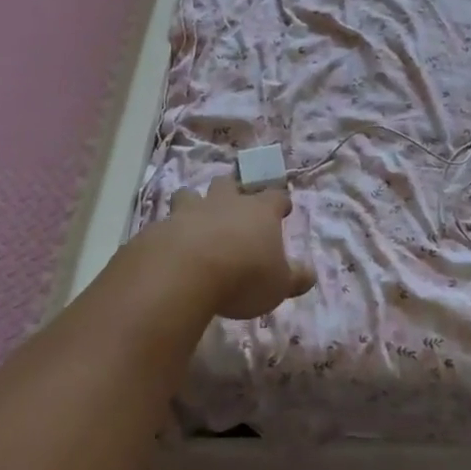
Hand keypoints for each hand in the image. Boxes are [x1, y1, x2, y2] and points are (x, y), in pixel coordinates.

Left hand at [151, 175, 313, 320]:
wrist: (183, 273)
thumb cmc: (243, 276)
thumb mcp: (278, 285)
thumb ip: (295, 278)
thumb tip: (310, 274)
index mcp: (259, 211)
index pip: (276, 196)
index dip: (280, 202)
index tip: (282, 209)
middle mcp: (226, 203)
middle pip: (230, 184)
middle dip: (233, 190)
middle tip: (234, 204)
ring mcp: (190, 211)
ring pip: (191, 194)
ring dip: (194, 202)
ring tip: (195, 218)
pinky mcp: (160, 227)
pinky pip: (165, 223)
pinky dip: (169, 232)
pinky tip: (168, 248)